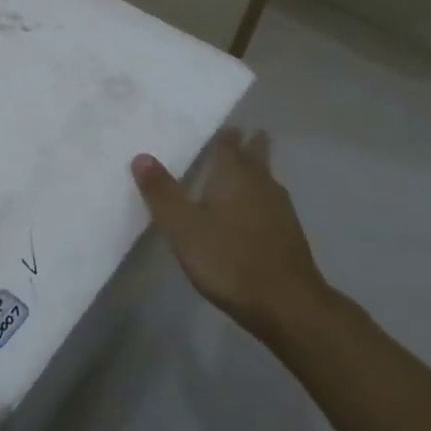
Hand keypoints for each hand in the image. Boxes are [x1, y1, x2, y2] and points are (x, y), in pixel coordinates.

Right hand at [131, 129, 335, 340]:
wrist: (287, 304)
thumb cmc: (228, 258)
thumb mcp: (182, 226)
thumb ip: (161, 192)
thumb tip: (141, 156)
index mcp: (233, 177)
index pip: (229, 146)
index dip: (226, 136)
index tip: (226, 126)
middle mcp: (260, 185)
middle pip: (256, 158)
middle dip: (252, 146)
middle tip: (250, 132)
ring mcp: (280, 211)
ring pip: (268, 180)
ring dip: (261, 170)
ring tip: (254, 166)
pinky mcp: (290, 236)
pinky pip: (273, 203)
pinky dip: (264, 197)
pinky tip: (259, 211)